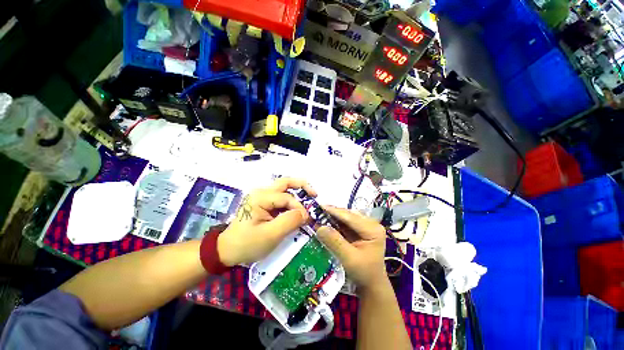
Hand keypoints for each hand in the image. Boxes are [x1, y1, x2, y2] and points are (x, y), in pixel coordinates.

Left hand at [217, 178, 316, 265]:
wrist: (227, 250)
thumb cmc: (247, 244)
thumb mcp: (270, 235)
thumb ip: (290, 221)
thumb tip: (305, 213)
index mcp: (261, 197)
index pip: (287, 198)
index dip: (299, 208)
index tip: (307, 220)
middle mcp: (261, 192)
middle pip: (285, 182)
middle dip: (302, 186)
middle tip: (315, 194)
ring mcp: (262, 196)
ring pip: (284, 188)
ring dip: (297, 192)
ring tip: (309, 199)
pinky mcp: (263, 203)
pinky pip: (280, 198)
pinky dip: (291, 201)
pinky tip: (297, 208)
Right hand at [315, 207, 386, 288]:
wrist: (371, 285)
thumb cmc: (363, 273)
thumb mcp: (349, 259)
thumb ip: (334, 242)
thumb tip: (319, 227)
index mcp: (373, 229)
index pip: (350, 217)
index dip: (334, 211)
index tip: (319, 207)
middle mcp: (371, 224)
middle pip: (349, 215)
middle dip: (332, 213)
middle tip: (317, 210)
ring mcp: (366, 226)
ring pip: (346, 217)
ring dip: (333, 216)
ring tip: (319, 214)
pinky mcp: (360, 230)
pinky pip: (345, 223)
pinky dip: (335, 222)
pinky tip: (326, 221)